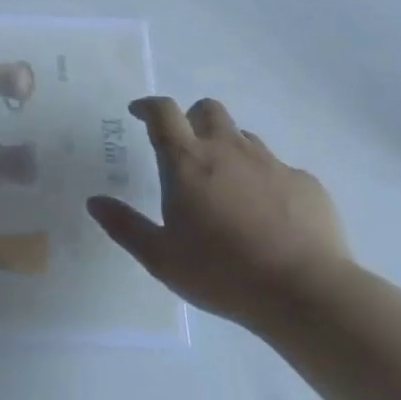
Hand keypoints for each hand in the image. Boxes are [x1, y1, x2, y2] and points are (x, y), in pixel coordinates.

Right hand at [87, 97, 348, 330]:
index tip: (138, 113)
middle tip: (186, 148)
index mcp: (187, 161)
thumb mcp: (160, 257)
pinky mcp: (306, 183)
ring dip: (229, 149)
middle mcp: (228, 150)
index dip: (148, 106)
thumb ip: (125, 226)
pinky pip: (280, 169)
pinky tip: (269, 215)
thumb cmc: (222, 272)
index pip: (163, 112)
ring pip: (244, 137)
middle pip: (208, 110)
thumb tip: (94, 201)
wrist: (306, 293)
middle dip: (192, 119)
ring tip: (227, 186)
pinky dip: (266, 181)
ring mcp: (271, 163)